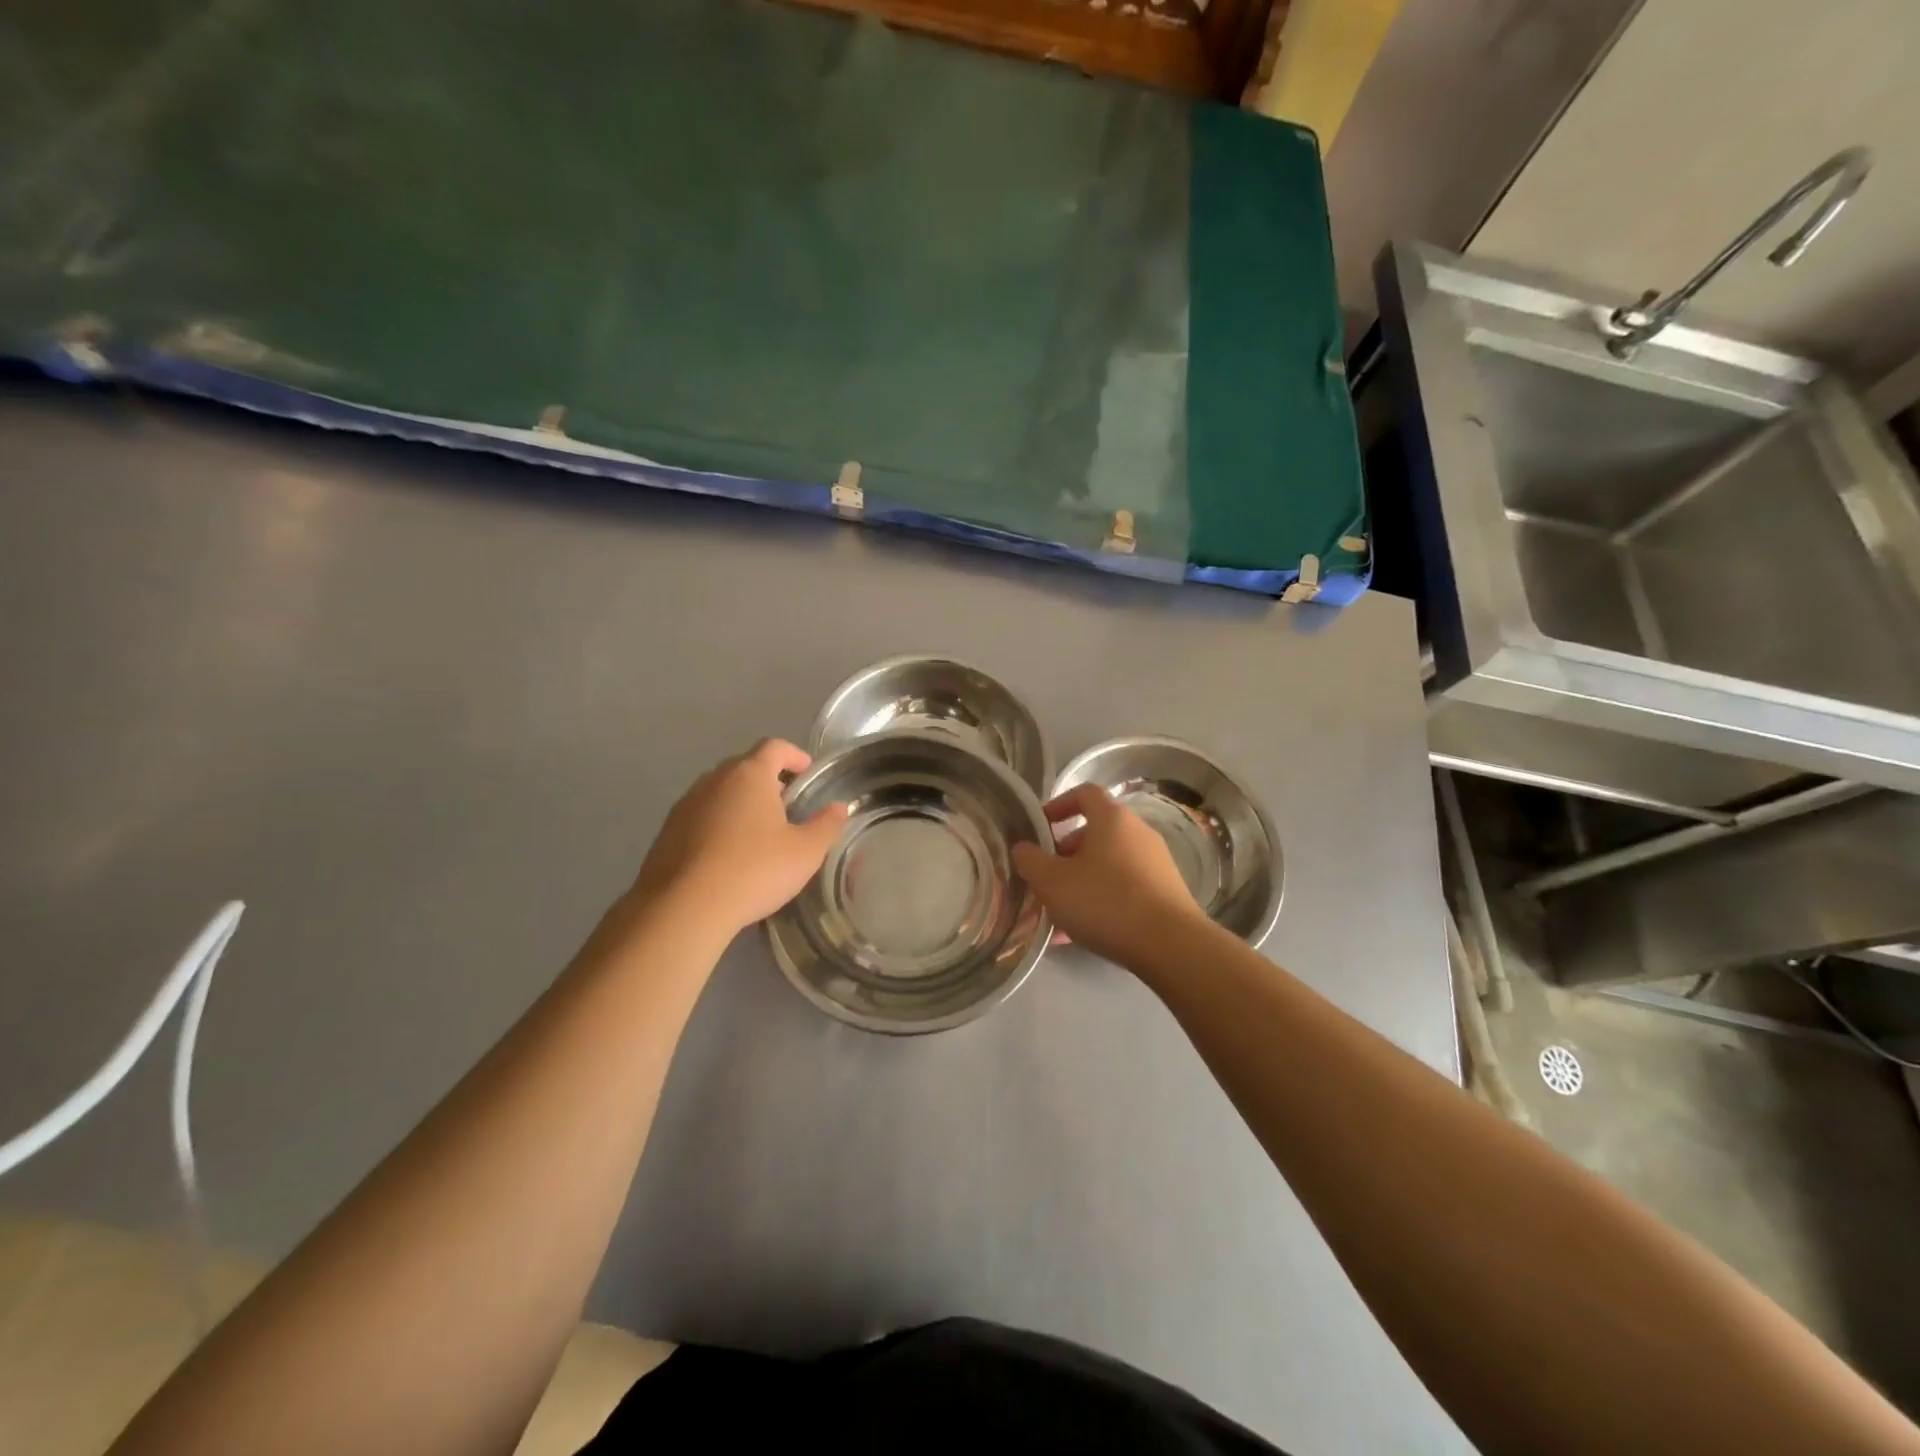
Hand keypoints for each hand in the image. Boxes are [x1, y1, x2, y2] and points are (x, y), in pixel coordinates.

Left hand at [633, 739, 847, 936]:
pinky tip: (728, 856)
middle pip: (745, 767)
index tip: (807, 773)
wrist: (683, 908)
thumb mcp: (805, 853)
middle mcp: (714, 779)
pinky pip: (701, 816)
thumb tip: (839, 807)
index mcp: (750, 775)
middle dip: (768, 780)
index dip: (794, 755)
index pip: (775, 747)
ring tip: (758, 834)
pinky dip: (718, 825)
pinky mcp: (667, 831)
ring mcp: (686, 804)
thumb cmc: (753, 871)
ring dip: (741, 803)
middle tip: (786, 807)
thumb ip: (826, 825)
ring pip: (720, 792)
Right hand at [1010, 784, 1204, 967]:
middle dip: (1066, 852)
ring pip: (1109, 863)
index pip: (1084, 793)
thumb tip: (1023, 848)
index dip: (1058, 804)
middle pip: (1096, 831)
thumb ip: (1030, 860)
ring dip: (1083, 879)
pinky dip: (1103, 899)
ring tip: (1062, 911)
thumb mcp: (1052, 882)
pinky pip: (1125, 887)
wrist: (1171, 945)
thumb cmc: (1105, 902)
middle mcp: (1138, 832)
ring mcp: (1156, 862)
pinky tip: (1086, 931)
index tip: (1040, 827)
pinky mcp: (1166, 892)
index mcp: (1112, 819)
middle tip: (1047, 876)